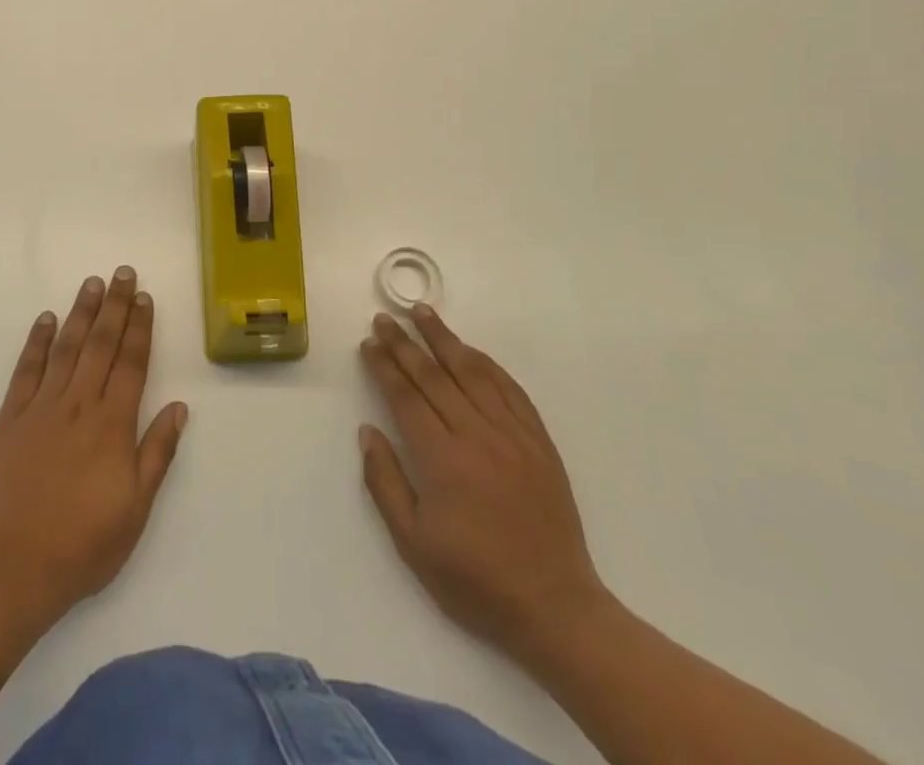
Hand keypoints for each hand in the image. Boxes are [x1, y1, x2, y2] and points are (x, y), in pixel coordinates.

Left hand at [0, 267, 187, 630]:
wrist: (15, 568)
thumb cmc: (84, 544)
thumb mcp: (136, 508)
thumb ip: (157, 452)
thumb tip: (179, 407)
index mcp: (113, 424)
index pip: (131, 362)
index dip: (140, 327)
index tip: (145, 297)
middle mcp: (79, 404)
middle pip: (101, 343)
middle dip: (115, 305)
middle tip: (122, 273)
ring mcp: (42, 407)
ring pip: (66, 347)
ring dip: (81, 312)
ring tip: (92, 283)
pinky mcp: (10, 418)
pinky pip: (26, 370)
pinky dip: (36, 341)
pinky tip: (46, 318)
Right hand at [359, 307, 610, 660]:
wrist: (556, 609)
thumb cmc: (476, 581)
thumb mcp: (413, 544)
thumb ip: (385, 483)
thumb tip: (368, 431)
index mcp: (442, 459)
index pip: (405, 397)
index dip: (384, 366)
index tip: (368, 343)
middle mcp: (476, 435)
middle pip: (433, 376)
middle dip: (404, 343)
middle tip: (383, 318)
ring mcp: (512, 435)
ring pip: (472, 372)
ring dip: (444, 339)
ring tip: (422, 312)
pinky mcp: (539, 442)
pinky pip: (510, 390)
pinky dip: (488, 364)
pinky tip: (471, 350)